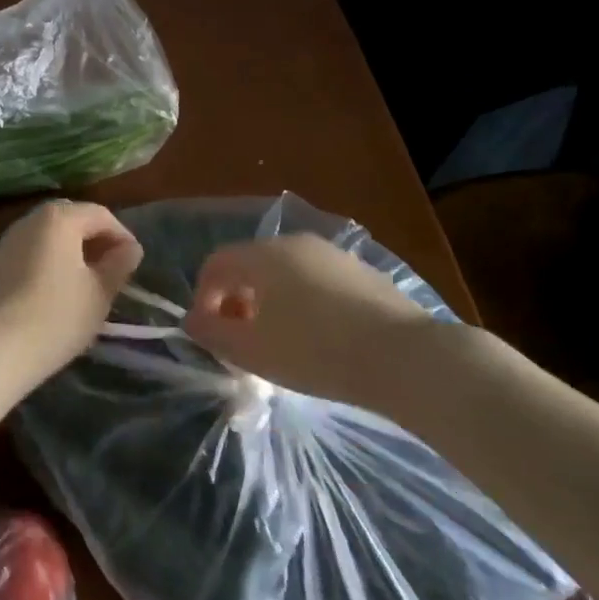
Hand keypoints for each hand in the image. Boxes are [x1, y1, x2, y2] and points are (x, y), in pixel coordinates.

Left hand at [0, 201, 142, 385]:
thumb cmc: (56, 317)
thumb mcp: (99, 294)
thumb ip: (118, 265)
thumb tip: (129, 249)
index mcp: (59, 218)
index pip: (100, 215)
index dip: (122, 236)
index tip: (134, 263)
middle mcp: (29, 220)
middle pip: (70, 220)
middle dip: (93, 240)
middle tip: (110, 270)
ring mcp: (4, 242)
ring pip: (45, 238)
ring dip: (68, 253)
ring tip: (84, 284)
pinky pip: (27, 256)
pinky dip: (45, 265)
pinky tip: (51, 295)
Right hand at [185, 234, 439, 409]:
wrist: (405, 357)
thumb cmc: (316, 352)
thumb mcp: (252, 351)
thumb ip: (213, 332)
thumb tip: (193, 320)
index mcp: (263, 255)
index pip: (216, 263)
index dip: (204, 296)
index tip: (211, 333)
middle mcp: (294, 243)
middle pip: (250, 264)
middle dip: (237, 300)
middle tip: (243, 340)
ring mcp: (332, 254)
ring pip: (284, 272)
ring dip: (270, 301)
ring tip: (281, 341)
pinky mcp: (362, 271)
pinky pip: (316, 281)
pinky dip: (303, 302)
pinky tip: (320, 338)